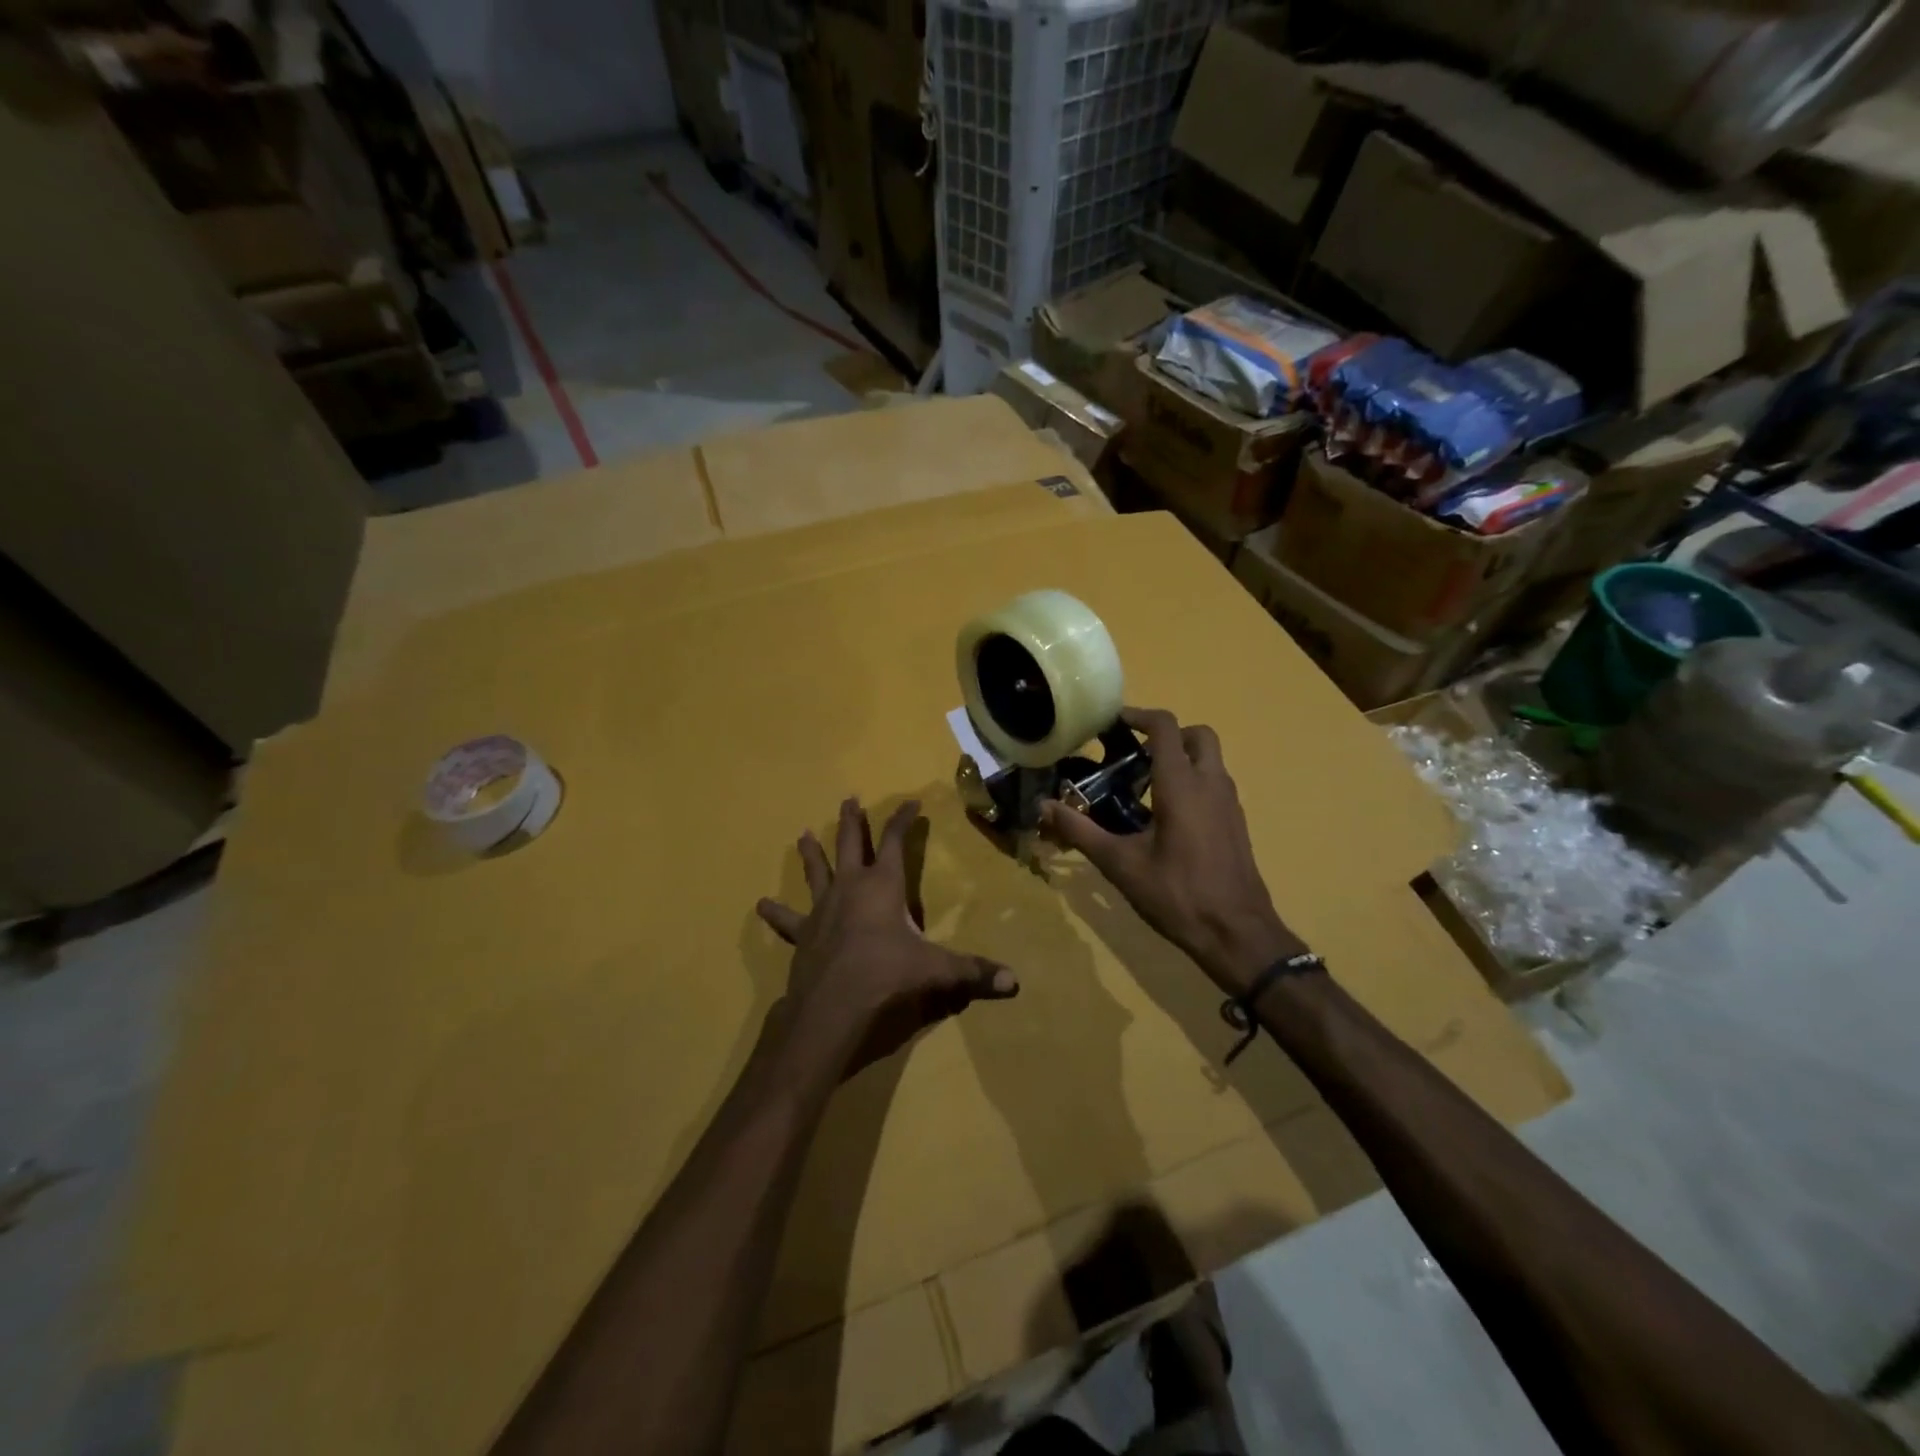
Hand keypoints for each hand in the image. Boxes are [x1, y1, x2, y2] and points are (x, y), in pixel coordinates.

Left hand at [757, 797, 1018, 1074]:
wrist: (833, 1007)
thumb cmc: (887, 977)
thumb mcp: (937, 972)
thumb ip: (974, 974)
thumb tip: (1015, 983)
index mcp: (883, 886)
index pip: (897, 842)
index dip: (904, 820)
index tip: (911, 802)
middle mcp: (850, 888)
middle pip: (851, 844)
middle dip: (853, 821)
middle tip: (849, 799)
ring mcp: (823, 910)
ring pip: (816, 872)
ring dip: (812, 853)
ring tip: (803, 834)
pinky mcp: (803, 935)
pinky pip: (788, 919)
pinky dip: (775, 913)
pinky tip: (760, 904)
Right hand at [1041, 708, 1306, 996]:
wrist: (1237, 934)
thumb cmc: (1177, 895)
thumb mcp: (1120, 864)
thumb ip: (1080, 831)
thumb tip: (1044, 806)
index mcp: (1182, 785)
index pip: (1166, 728)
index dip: (1138, 716)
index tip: (1112, 723)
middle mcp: (1211, 784)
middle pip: (1197, 735)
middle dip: (1166, 734)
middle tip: (1133, 754)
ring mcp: (1229, 804)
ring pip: (1209, 760)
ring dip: (1181, 758)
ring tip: (1142, 786)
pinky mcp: (1236, 823)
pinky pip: (1214, 784)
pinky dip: (1192, 781)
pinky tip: (1165, 816)